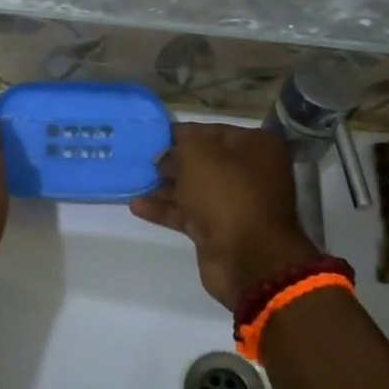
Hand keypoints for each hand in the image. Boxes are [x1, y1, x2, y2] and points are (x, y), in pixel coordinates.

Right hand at [130, 122, 316, 309]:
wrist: (247, 257)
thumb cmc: (226, 193)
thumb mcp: (198, 155)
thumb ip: (178, 148)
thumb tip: (166, 157)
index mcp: (256, 147)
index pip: (213, 131)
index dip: (182, 133)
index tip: (153, 135)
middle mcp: (250, 173)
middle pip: (203, 162)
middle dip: (172, 161)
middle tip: (140, 159)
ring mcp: (235, 204)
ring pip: (194, 189)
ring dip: (164, 187)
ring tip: (132, 181)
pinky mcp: (219, 231)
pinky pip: (188, 214)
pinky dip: (165, 210)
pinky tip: (137, 206)